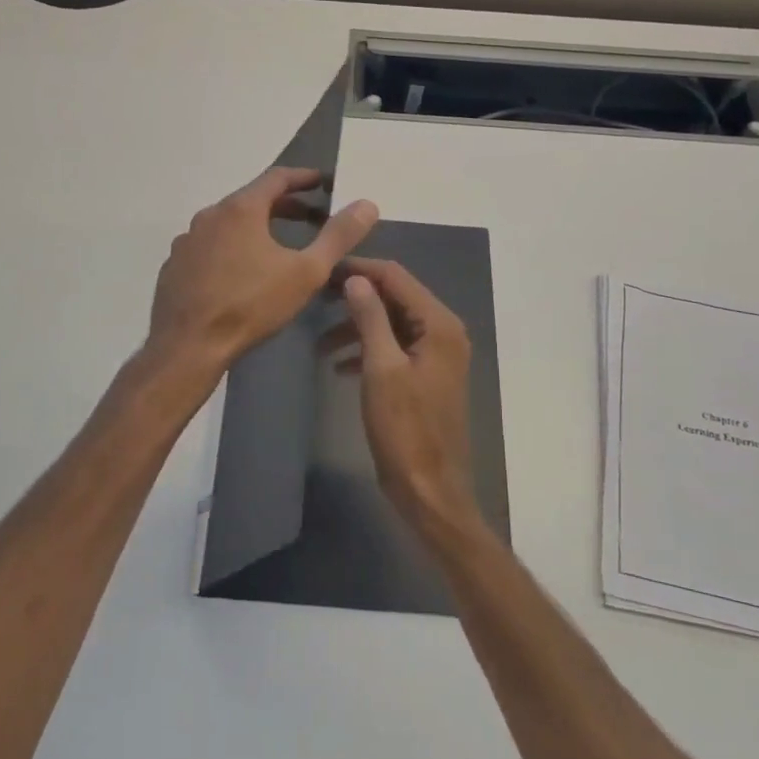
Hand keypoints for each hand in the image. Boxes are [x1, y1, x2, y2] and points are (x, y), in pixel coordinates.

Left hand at [149, 167, 378, 373]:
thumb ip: (338, 236)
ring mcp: (187, 241)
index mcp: (240, 208)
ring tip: (277, 244)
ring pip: (227, 224)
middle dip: (283, 205)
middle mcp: (209, 215)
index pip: (276, 178)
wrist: (189, 345)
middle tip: (310, 216)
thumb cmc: (251, 304)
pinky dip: (230, 248)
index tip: (322, 182)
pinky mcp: (174, 266)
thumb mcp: (306, 272)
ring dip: (255, 227)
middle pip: (251, 199)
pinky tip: (240, 272)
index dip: (303, 178)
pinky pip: (209, 247)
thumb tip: (367, 205)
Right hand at [326, 258, 481, 536]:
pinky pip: (394, 348)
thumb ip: (369, 317)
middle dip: (355, 297)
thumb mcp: (381, 368)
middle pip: (395, 297)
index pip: (396, 277)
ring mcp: (436, 354)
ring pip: (391, 323)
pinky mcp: (425, 375)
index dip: (359, 269)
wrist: (429, 489)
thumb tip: (355, 279)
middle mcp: (443, 331)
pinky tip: (338, 365)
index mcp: (438, 324)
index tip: (322, 271)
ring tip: (318, 340)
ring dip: (357, 326)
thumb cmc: (405, 428)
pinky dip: (367, 350)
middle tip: (316, 299)